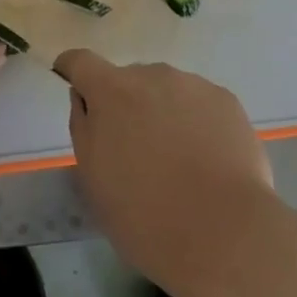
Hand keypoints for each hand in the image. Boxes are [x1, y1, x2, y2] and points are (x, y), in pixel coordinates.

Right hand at [52, 50, 274, 287]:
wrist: (224, 234)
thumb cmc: (145, 215)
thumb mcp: (94, 180)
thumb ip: (84, 128)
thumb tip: (85, 98)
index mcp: (112, 91)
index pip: (81, 62)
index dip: (72, 68)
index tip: (71, 81)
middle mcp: (152, 75)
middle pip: (129, 80)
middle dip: (126, 105)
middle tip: (136, 151)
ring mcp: (193, 84)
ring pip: (167, 91)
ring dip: (163, 113)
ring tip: (178, 162)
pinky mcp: (226, 100)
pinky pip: (200, 104)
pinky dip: (196, 123)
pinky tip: (207, 162)